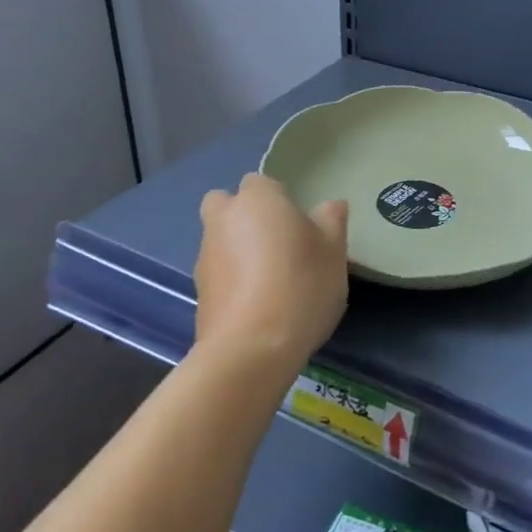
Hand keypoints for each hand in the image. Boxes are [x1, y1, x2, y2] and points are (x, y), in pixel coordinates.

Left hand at [194, 173, 348, 377]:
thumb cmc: (301, 285)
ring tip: (270, 282)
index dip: (279, 200)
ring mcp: (205, 256)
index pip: (262, 182)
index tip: (300, 225)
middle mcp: (223, 220)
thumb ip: (332, 221)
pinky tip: (257, 306)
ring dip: (237, 251)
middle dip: (242, 217)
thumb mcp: (333, 251)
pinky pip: (218, 275)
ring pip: (220, 240)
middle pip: (225, 205)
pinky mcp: (198, 293)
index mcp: (257, 199)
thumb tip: (331, 205)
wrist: (252, 348)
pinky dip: (232, 282)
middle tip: (275, 243)